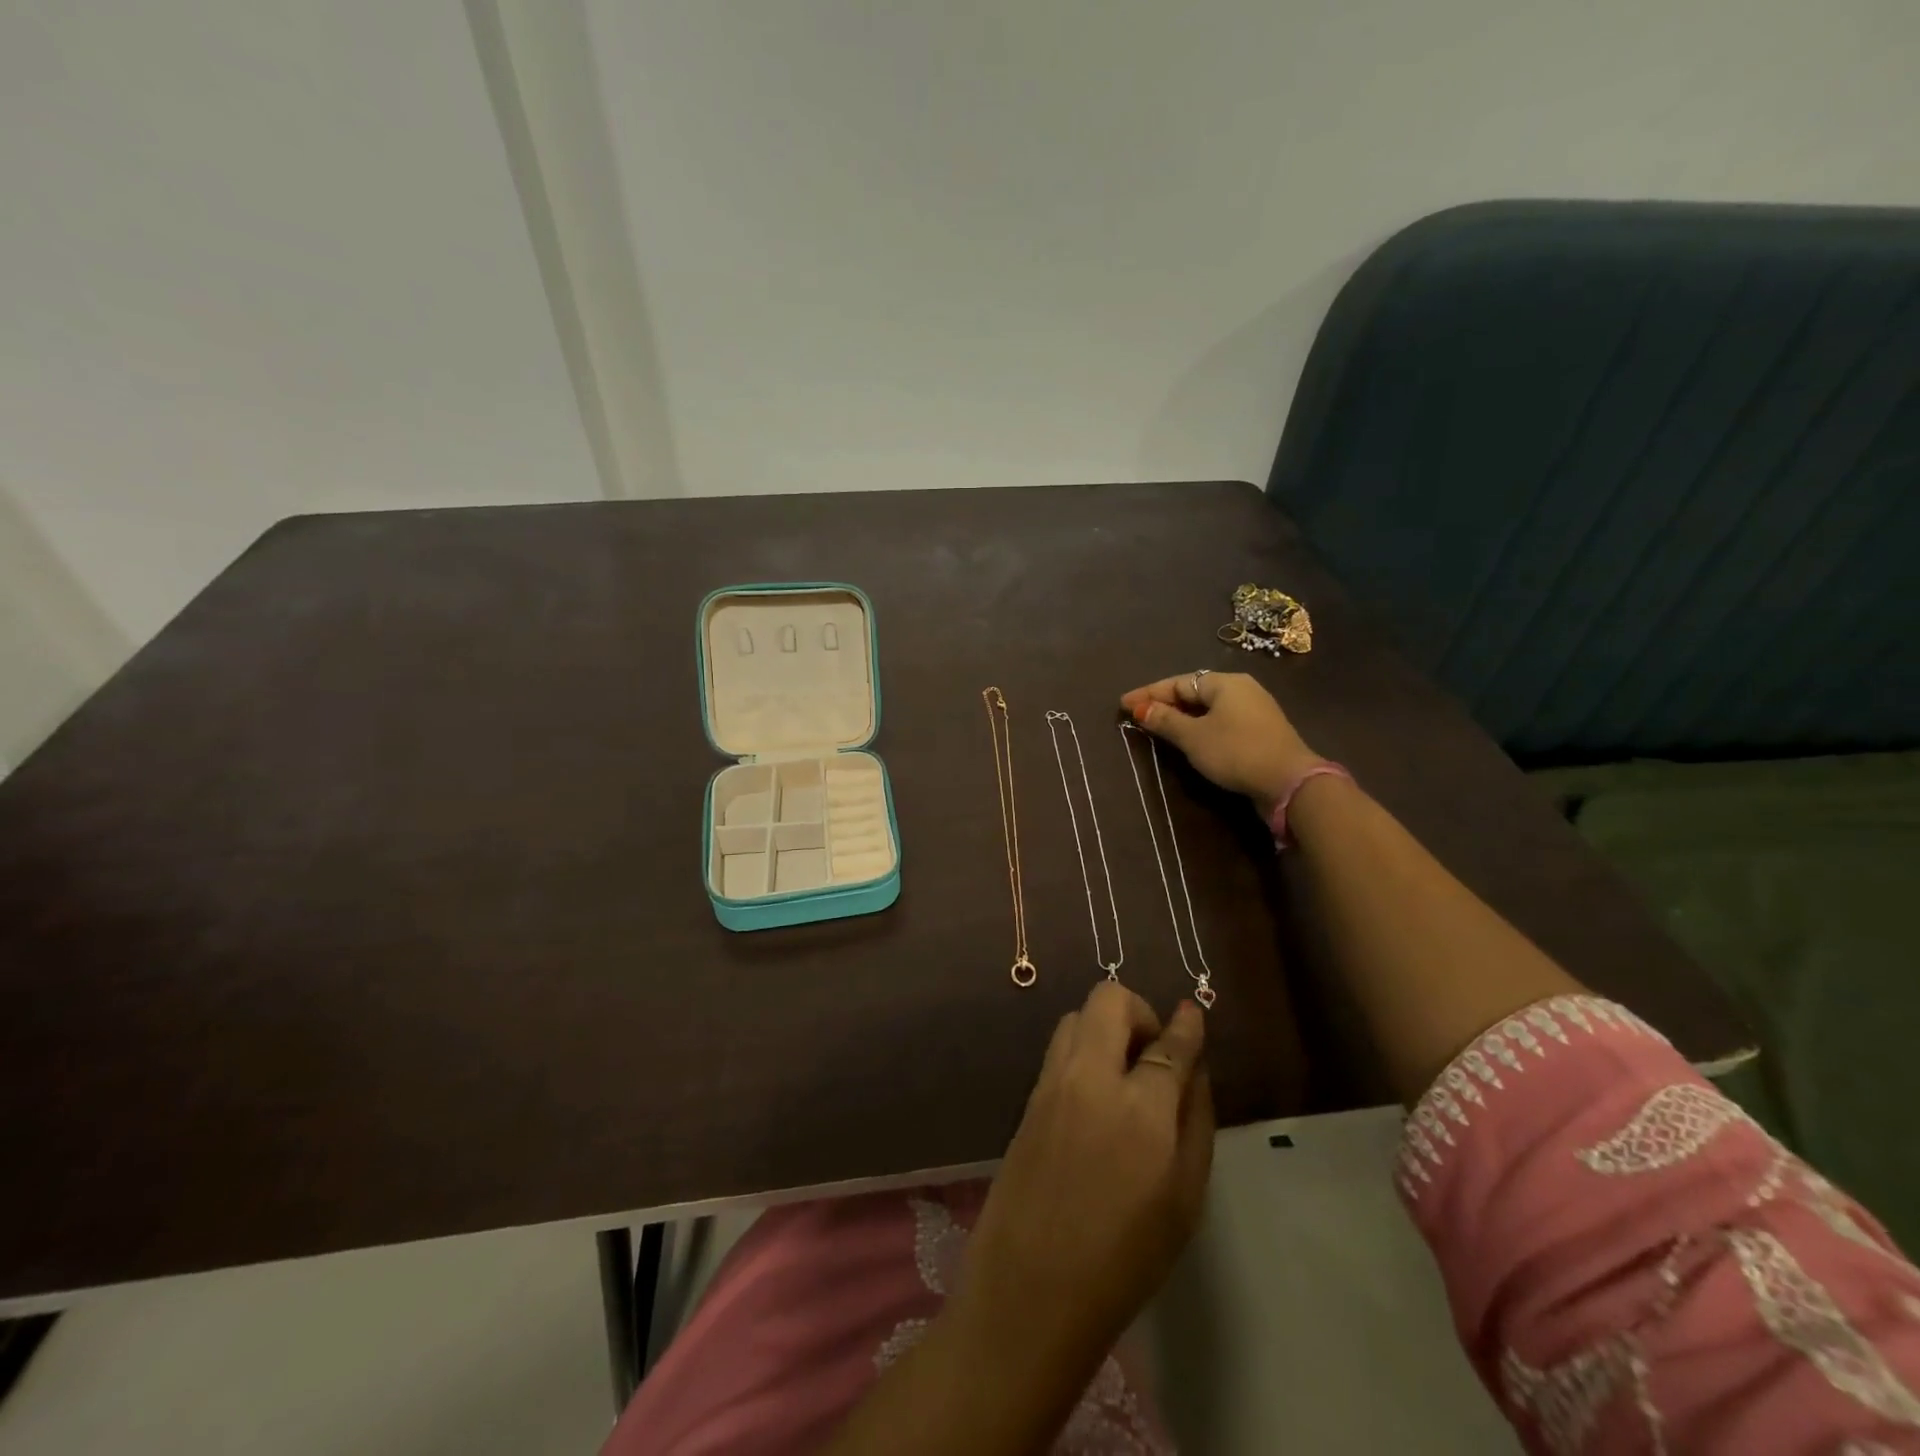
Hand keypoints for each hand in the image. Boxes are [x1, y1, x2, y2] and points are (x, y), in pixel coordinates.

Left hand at [953, 983, 1213, 1370]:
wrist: (1030, 1288)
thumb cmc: (1124, 1258)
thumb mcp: (1184, 1199)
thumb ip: (1196, 1122)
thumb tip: (1196, 1070)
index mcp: (1140, 1108)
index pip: (1168, 1043)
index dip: (1186, 1025)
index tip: (1192, 1014)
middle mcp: (1090, 1078)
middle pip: (1110, 1000)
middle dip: (1139, 1012)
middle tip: (1153, 1053)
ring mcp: (1051, 1082)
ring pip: (1077, 1016)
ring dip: (1105, 1026)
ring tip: (1123, 1074)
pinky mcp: (1027, 1097)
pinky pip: (1059, 1049)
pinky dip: (1083, 1050)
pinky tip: (1095, 1095)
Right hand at [1121, 672, 1322, 816]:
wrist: (1289, 782)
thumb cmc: (1236, 751)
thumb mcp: (1193, 737)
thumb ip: (1165, 721)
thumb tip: (1140, 708)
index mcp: (1224, 683)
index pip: (1177, 682)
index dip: (1148, 694)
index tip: (1123, 705)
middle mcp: (1241, 689)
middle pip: (1193, 692)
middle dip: (1164, 703)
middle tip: (1138, 715)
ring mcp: (1254, 710)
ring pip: (1208, 708)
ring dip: (1182, 717)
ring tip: (1157, 727)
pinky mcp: (1260, 732)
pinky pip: (1220, 721)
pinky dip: (1200, 727)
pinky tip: (1188, 739)